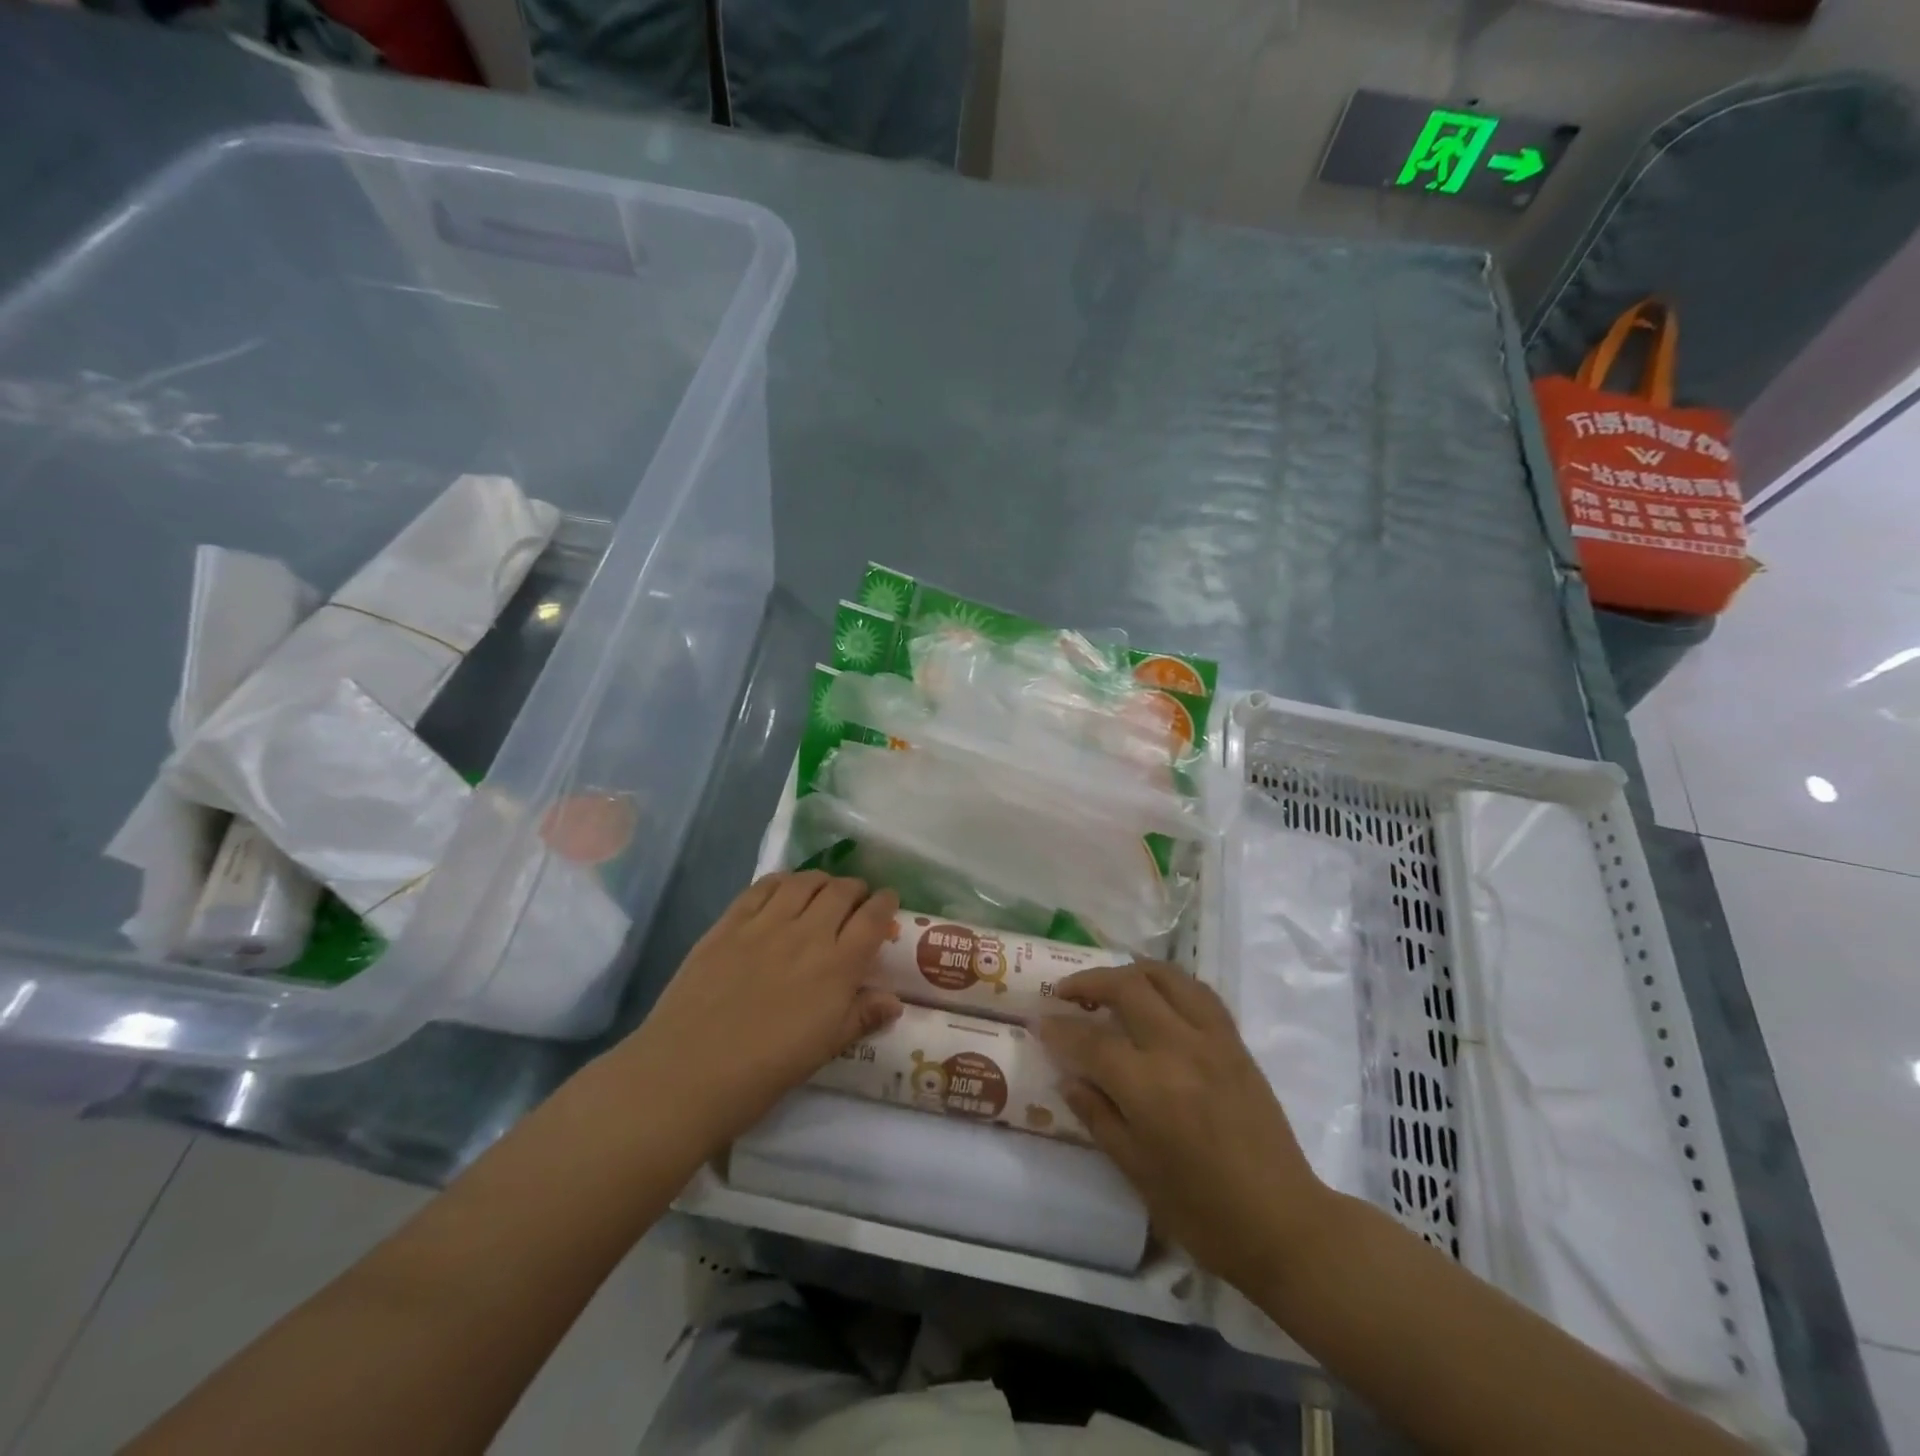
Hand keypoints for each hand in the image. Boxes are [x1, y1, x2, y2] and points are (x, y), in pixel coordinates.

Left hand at [618, 872, 902, 1152]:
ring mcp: (766, 924)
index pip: (872, 918)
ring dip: (822, 881)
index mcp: (837, 967)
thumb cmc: (764, 1070)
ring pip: (804, 882)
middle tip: (856, 900)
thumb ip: (860, 1017)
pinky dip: (782, 881)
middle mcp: (807, 934)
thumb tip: (894, 1001)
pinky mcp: (729, 923)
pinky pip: (763, 886)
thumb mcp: (823, 1049)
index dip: (885, 903)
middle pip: (841, 891)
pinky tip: (783, 890)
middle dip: (856, 889)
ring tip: (823, 890)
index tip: (888, 902)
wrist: (688, 1072)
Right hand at [1037, 961, 1330, 1293]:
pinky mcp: (1235, 1042)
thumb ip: (1098, 1116)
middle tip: (1065, 994)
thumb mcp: (1137, 1172)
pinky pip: (1198, 992)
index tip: (1039, 1021)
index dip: (1059, 1029)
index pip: (1091, 1041)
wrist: (1284, 1224)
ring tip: (1108, 984)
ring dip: (1129, 971)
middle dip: (1088, 983)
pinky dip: (1169, 982)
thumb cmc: (1203, 1212)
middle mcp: (1180, 1049)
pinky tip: (1155, 995)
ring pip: (1165, 976)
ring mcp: (1213, 1040)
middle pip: (1127, 988)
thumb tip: (1067, 1077)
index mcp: (1150, 1088)